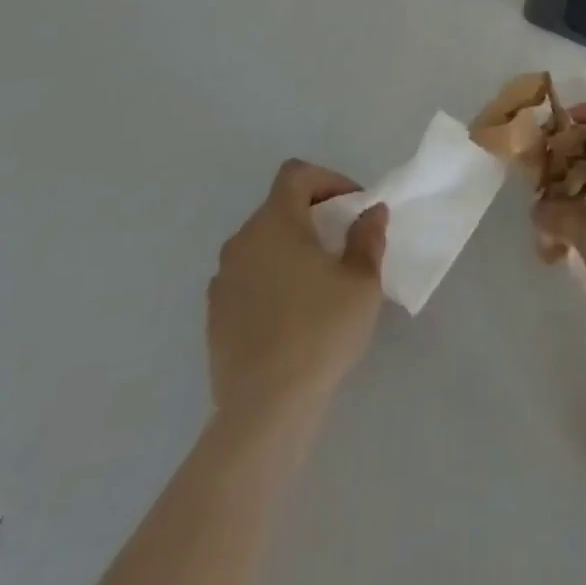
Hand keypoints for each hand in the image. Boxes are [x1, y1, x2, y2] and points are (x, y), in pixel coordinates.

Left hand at [207, 159, 387, 418]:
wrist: (265, 410)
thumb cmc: (320, 332)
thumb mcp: (361, 282)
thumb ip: (367, 238)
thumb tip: (371, 212)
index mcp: (275, 222)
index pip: (296, 174)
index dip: (328, 179)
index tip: (352, 207)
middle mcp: (242, 241)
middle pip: (278, 206)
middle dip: (312, 214)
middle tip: (342, 241)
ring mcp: (222, 279)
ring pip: (261, 243)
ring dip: (290, 246)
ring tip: (318, 279)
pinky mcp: (215, 315)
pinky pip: (247, 276)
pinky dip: (270, 278)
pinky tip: (292, 312)